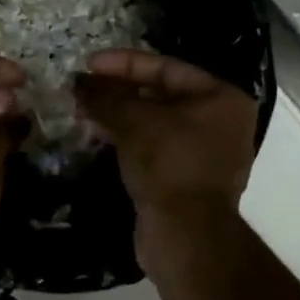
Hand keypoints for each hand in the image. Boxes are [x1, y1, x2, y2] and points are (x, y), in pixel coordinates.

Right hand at [74, 50, 257, 224]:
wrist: (185, 236)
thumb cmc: (168, 164)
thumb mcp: (133, 121)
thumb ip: (105, 96)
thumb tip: (78, 82)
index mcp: (221, 98)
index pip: (166, 67)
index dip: (124, 63)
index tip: (89, 64)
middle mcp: (220, 121)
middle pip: (160, 94)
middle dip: (118, 90)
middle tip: (83, 88)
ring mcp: (205, 151)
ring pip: (154, 121)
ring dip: (119, 114)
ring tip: (83, 110)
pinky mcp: (187, 177)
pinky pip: (154, 145)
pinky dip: (128, 137)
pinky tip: (98, 133)